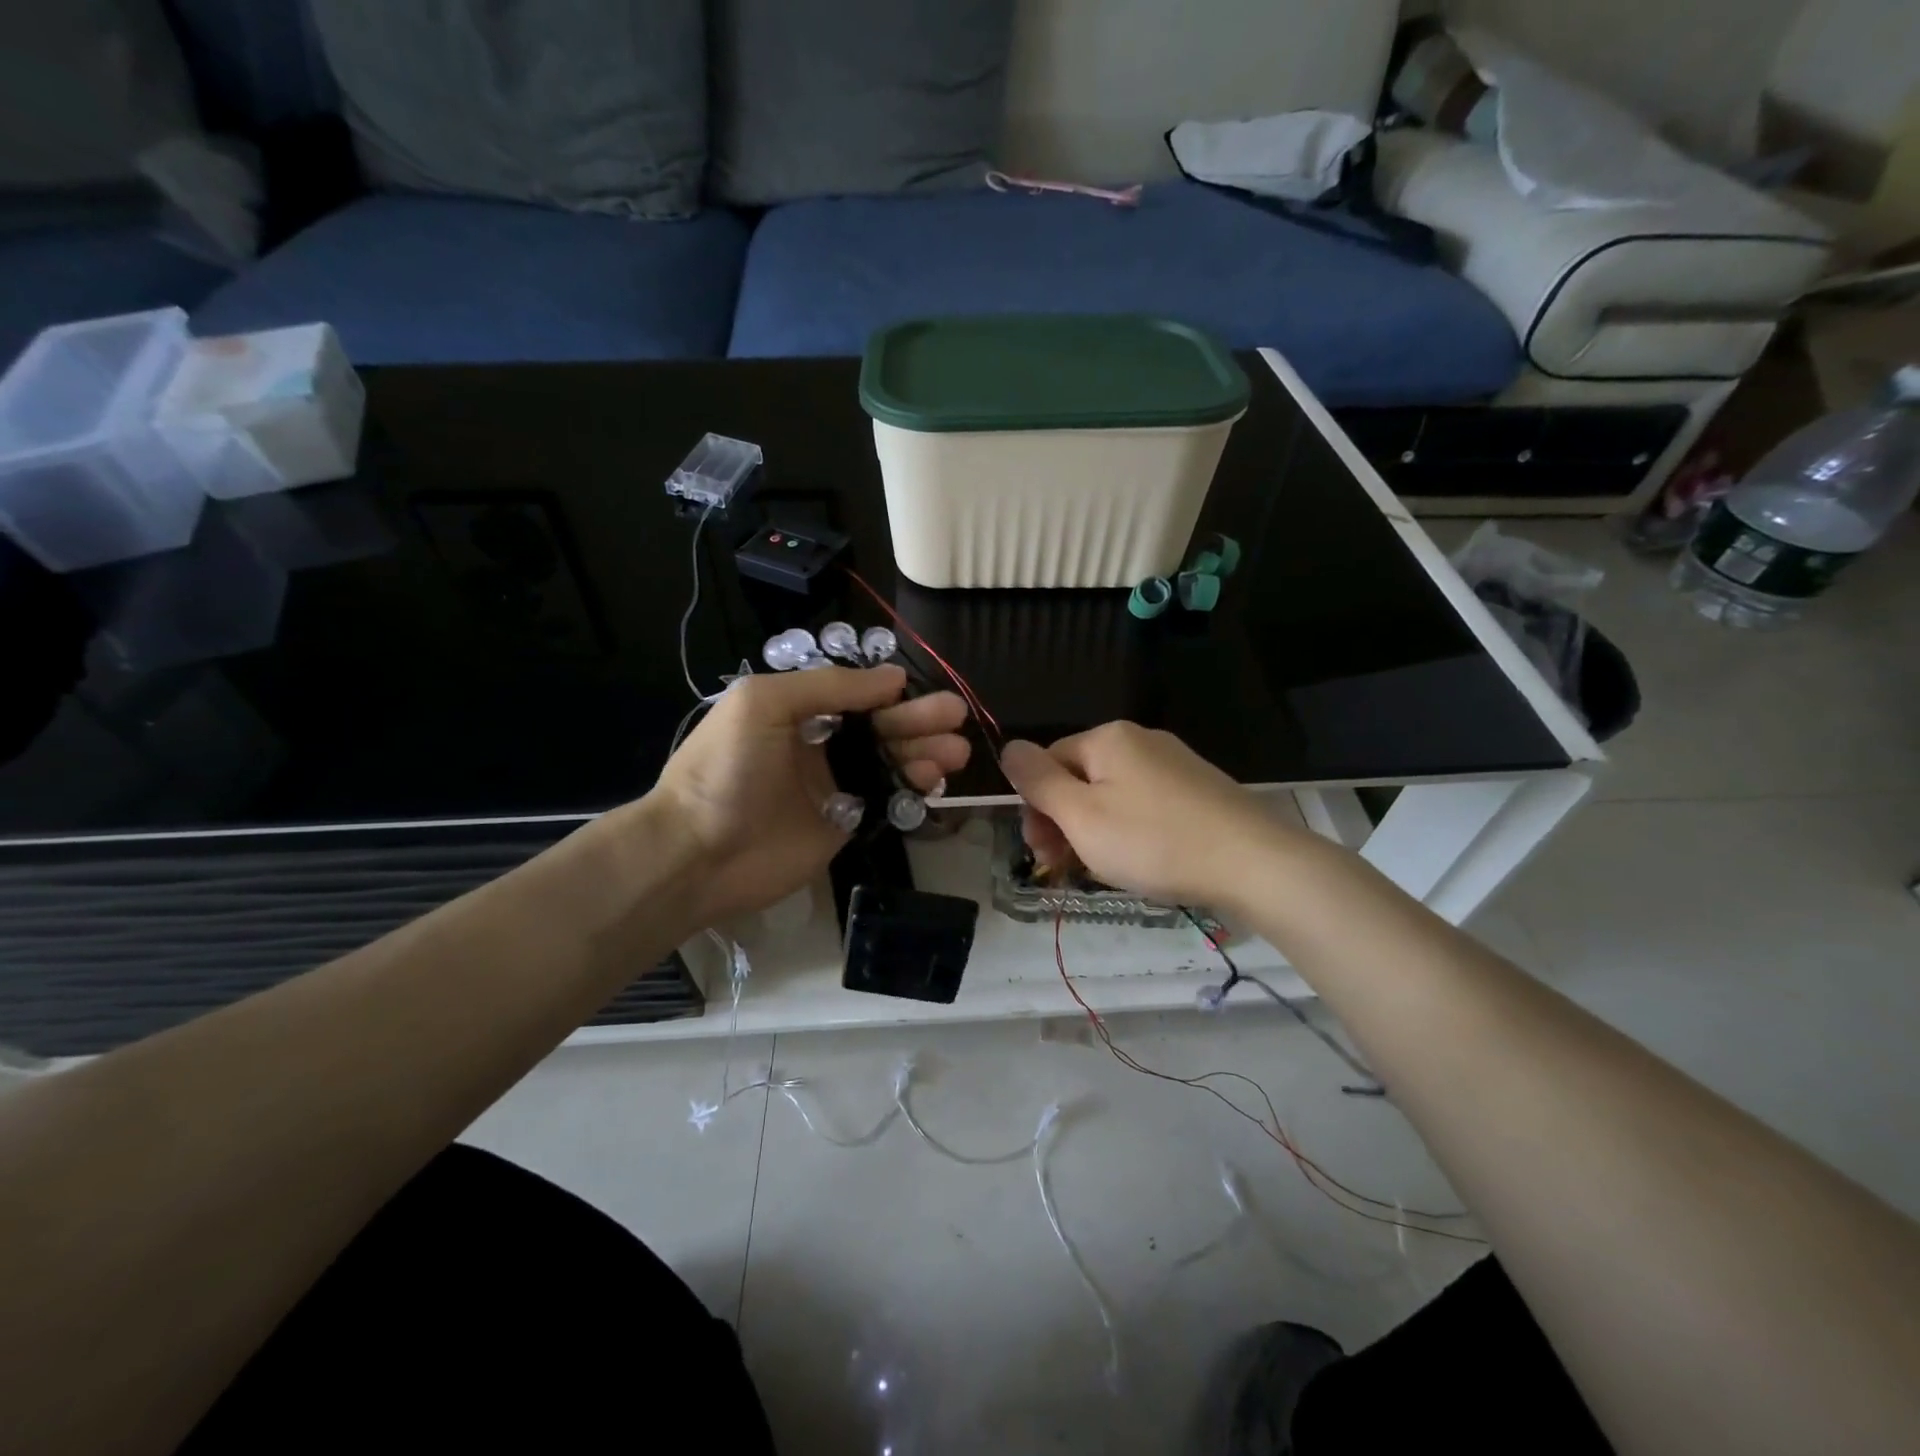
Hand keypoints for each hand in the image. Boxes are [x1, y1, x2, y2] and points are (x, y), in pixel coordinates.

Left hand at [644, 665, 970, 925]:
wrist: (698, 854)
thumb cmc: (726, 769)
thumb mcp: (764, 703)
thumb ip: (828, 686)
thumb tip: (892, 679)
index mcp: (798, 711)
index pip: (857, 695)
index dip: (891, 693)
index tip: (924, 690)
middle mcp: (820, 745)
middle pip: (881, 727)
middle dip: (919, 720)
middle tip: (957, 715)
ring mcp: (834, 786)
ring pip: (891, 762)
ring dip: (925, 753)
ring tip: (956, 752)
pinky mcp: (846, 824)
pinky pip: (888, 800)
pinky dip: (914, 790)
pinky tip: (934, 782)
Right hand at [999, 723, 1309, 907]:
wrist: (1253, 863)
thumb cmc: (1154, 840)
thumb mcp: (1081, 815)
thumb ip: (1038, 780)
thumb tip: (1008, 747)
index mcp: (1107, 738)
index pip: (1047, 762)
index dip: (1035, 807)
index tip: (1040, 852)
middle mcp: (1140, 740)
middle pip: (1079, 778)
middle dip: (1064, 822)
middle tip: (1067, 867)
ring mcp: (1173, 764)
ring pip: (1111, 796)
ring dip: (1094, 831)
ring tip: (1104, 870)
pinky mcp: (1198, 790)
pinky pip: (1144, 805)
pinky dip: (1129, 832)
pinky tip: (1140, 861)